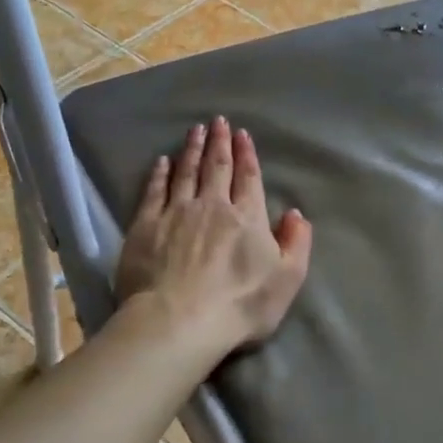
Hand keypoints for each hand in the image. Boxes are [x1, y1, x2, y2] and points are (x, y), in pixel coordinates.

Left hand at [115, 116, 312, 352]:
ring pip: (186, 172)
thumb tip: (295, 214)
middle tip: (218, 121)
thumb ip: (296, 244)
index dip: (246, 155)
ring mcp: (177, 213)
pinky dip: (160, 173)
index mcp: (247, 217)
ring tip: (195, 130)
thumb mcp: (287, 279)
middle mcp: (213, 206)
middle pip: (217, 167)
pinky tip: (162, 161)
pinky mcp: (146, 226)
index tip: (242, 134)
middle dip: (219, 142)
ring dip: (192, 149)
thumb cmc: (240, 305)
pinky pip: (154, 191)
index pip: (248, 178)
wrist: (179, 321)